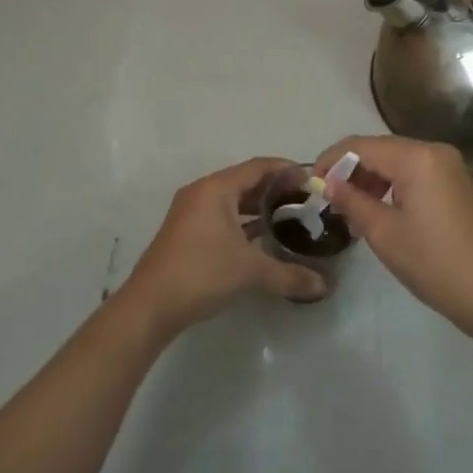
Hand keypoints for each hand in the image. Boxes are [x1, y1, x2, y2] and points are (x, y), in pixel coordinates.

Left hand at [120, 157, 327, 334]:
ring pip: (232, 200)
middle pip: (245, 181)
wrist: (150, 306)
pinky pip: (221, 216)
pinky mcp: (186, 232)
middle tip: (305, 202)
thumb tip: (323, 286)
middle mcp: (202, 192)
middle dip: (275, 190)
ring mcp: (191, 212)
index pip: (258, 167)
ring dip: (259, 207)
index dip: (286, 170)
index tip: (311, 181)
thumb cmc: (201, 273)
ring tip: (289, 219)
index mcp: (217, 188)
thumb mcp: (251, 272)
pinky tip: (262, 239)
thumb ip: (290, 275)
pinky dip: (243, 222)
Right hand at [316, 135, 472, 341]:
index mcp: (417, 157)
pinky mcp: (458, 183)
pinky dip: (393, 184)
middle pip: (380, 149)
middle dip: (350, 169)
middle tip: (328, 199)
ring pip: (398, 160)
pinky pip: (416, 172)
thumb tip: (326, 183)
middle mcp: (435, 151)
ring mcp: (450, 166)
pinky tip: (381, 210)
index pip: (361, 146)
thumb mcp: (384, 234)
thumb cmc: (435, 264)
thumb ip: (351, 201)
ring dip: (371, 178)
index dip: (331, 160)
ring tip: (351, 208)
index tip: (310, 183)